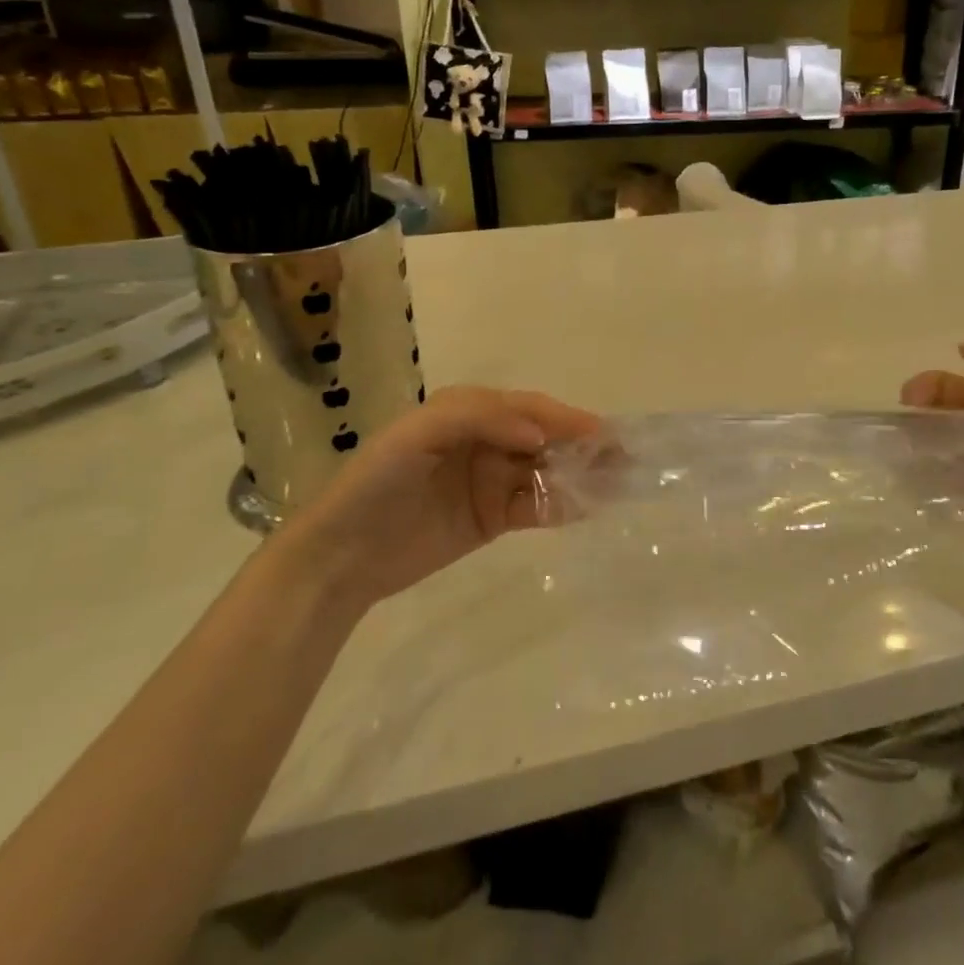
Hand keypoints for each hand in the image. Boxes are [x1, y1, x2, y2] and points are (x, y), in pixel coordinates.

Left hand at [274, 387, 601, 612]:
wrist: (339, 557)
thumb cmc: (376, 482)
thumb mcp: (419, 434)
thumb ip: (480, 419)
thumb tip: (539, 435)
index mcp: (470, 411)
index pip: (529, 407)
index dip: (564, 418)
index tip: (599, 433)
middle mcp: (488, 440)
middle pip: (546, 436)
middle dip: (584, 444)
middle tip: (623, 457)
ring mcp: (492, 480)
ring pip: (548, 470)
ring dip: (581, 474)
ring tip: (619, 482)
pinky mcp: (494, 517)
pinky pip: (537, 506)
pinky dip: (563, 504)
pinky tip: (588, 507)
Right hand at [900, 336, 963, 578]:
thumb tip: (961, 350)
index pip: (951, 388)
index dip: (929, 386)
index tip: (912, 398)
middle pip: (933, 419)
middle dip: (913, 416)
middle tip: (902, 426)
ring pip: (926, 453)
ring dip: (909, 447)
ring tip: (902, 453)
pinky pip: (932, 492)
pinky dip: (916, 482)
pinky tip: (910, 480)